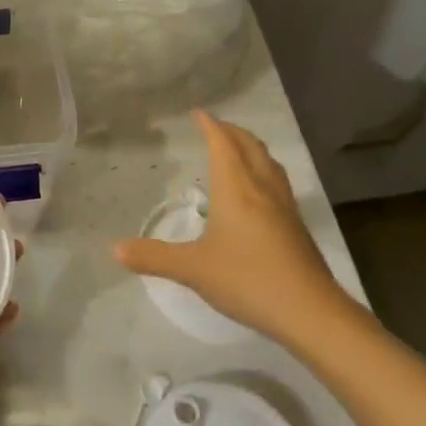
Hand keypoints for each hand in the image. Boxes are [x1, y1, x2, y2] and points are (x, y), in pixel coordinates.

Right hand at [113, 111, 347, 344]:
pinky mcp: (297, 226)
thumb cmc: (247, 279)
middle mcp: (262, 188)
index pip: (223, 144)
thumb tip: (115, 249)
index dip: (210, 126)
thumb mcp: (193, 269)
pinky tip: (259, 192)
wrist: (310, 311)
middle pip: (249, 146)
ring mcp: (284, 206)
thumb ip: (154, 257)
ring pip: (268, 163)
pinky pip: (278, 182)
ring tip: (238, 149)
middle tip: (215, 127)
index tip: (199, 114)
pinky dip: (264, 171)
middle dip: (232, 132)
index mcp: (236, 188)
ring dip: (251, 148)